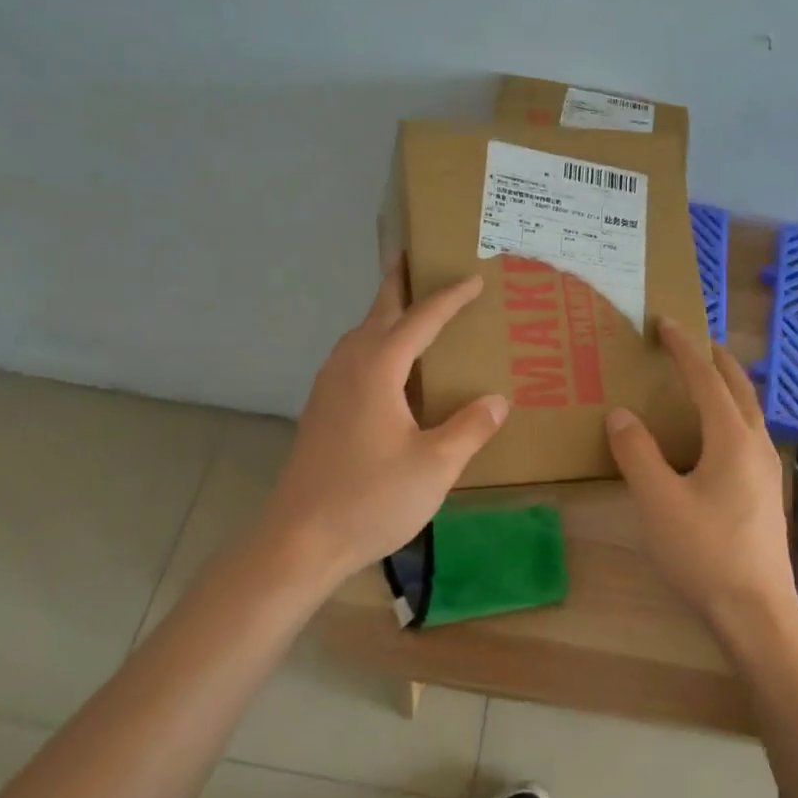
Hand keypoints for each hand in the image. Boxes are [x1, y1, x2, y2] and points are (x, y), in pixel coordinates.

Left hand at [260, 262, 509, 581]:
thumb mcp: (435, 466)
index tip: (473, 280)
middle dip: (397, 284)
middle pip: (377, 313)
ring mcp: (327, 388)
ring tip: (406, 309)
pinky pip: (350, 358)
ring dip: (383, 315)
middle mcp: (348, 366)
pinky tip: (385, 368)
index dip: (449, 299)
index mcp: (377, 369)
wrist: (300, 539)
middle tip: (414, 258)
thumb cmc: (371, 498)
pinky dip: (372, 343)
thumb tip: (498, 400)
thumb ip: (469, 428)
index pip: (420, 320)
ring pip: (359, 335)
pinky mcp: (320, 411)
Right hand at [605, 319, 797, 630]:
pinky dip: (730, 414)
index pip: (706, 379)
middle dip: (715, 359)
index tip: (664, 323)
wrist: (756, 612)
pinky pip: (748, 434)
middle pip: (739, 388)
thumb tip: (621, 415)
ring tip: (703, 379)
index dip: (684, 348)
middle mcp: (756, 446)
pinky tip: (713, 437)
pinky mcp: (765, 493)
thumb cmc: (704, 552)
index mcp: (732, 439)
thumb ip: (637, 453)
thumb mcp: (657, 501)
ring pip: (749, 412)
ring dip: (726, 386)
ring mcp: (767, 471)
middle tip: (690, 341)